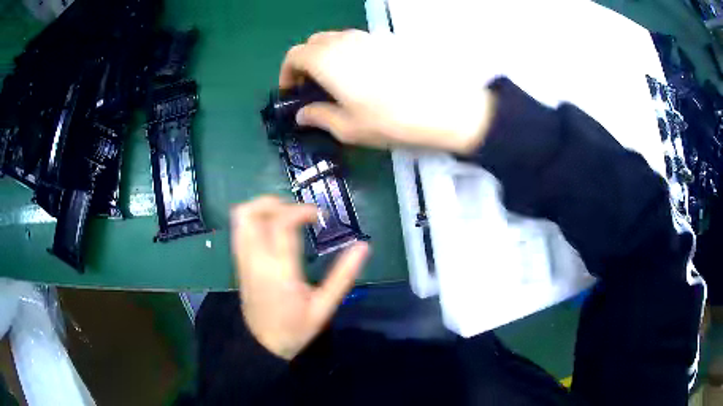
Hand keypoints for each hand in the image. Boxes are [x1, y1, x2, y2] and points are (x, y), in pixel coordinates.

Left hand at [231, 196, 369, 359]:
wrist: (262, 345)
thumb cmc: (296, 328)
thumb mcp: (325, 307)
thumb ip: (344, 276)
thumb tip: (363, 247)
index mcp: (280, 270)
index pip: (282, 224)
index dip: (301, 210)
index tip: (319, 215)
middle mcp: (256, 259)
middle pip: (252, 213)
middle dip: (274, 202)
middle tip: (296, 212)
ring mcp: (243, 260)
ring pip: (241, 218)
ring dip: (261, 208)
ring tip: (284, 216)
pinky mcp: (239, 263)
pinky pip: (239, 230)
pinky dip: (254, 219)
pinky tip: (271, 230)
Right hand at [279, 29, 495, 153]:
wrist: (446, 107)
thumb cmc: (392, 120)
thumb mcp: (349, 128)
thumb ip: (320, 117)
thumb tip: (303, 115)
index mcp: (327, 60)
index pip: (294, 56)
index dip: (287, 73)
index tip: (291, 92)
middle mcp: (345, 41)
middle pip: (313, 43)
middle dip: (305, 62)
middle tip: (311, 86)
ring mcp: (369, 37)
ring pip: (337, 39)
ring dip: (327, 56)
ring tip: (337, 82)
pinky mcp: (389, 40)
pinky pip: (359, 41)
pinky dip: (350, 53)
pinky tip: (364, 75)